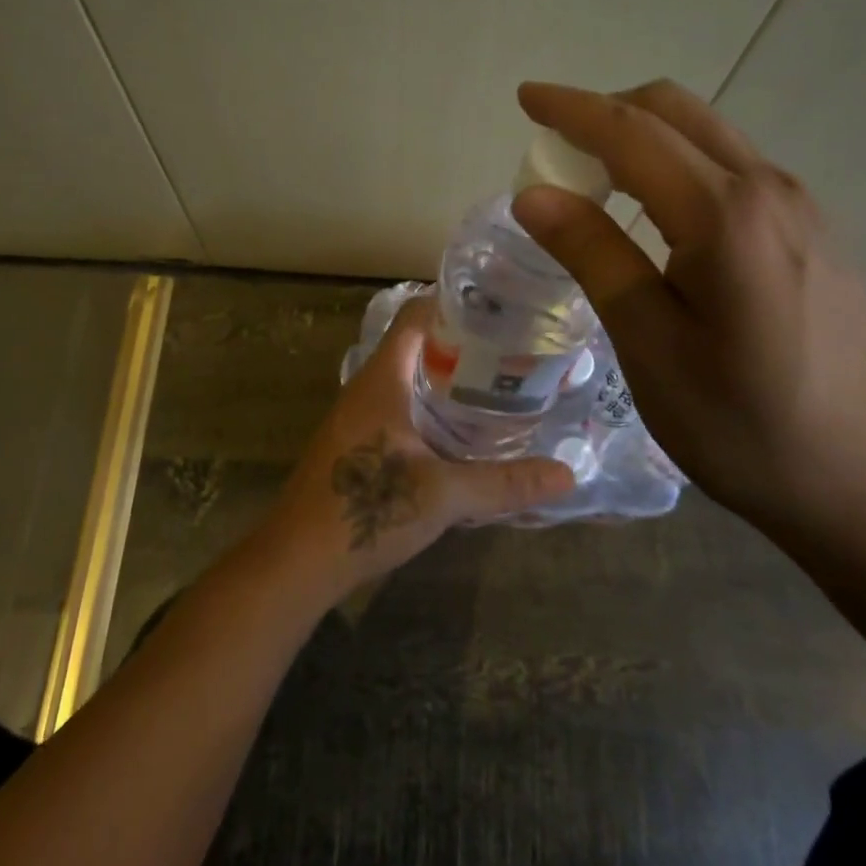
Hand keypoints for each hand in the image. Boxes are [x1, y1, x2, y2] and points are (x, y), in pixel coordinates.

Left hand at [261, 296, 576, 597]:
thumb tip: (567, 475)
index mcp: (383, 378)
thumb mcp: (444, 494)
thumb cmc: (367, 508)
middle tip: (511, 351)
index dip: (452, 305)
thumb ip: (505, 482)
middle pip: (415, 345)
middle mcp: (367, 387)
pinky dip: (431, 407)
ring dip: (445, 378)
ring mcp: (358, 417)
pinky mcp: (357, 444)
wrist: (298, 560)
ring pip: (407, 379)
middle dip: (461, 345)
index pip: (415, 316)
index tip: (498, 310)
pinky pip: (399, 407)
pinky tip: (460, 431)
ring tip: (496, 385)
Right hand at [510, 80, 865, 547]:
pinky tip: (662, 213)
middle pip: (676, 112)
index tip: (526, 96)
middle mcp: (770, 189)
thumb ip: (594, 256)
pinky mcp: (815, 231)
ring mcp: (802, 207)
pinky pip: (734, 168)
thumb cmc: (744, 426)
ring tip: (597, 176)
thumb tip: (534, 195)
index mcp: (725, 214)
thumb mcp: (651, 345)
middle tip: (555, 143)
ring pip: (709, 135)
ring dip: (645, 135)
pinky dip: (681, 163)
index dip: (572, 108)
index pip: (631, 132)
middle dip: (608, 110)